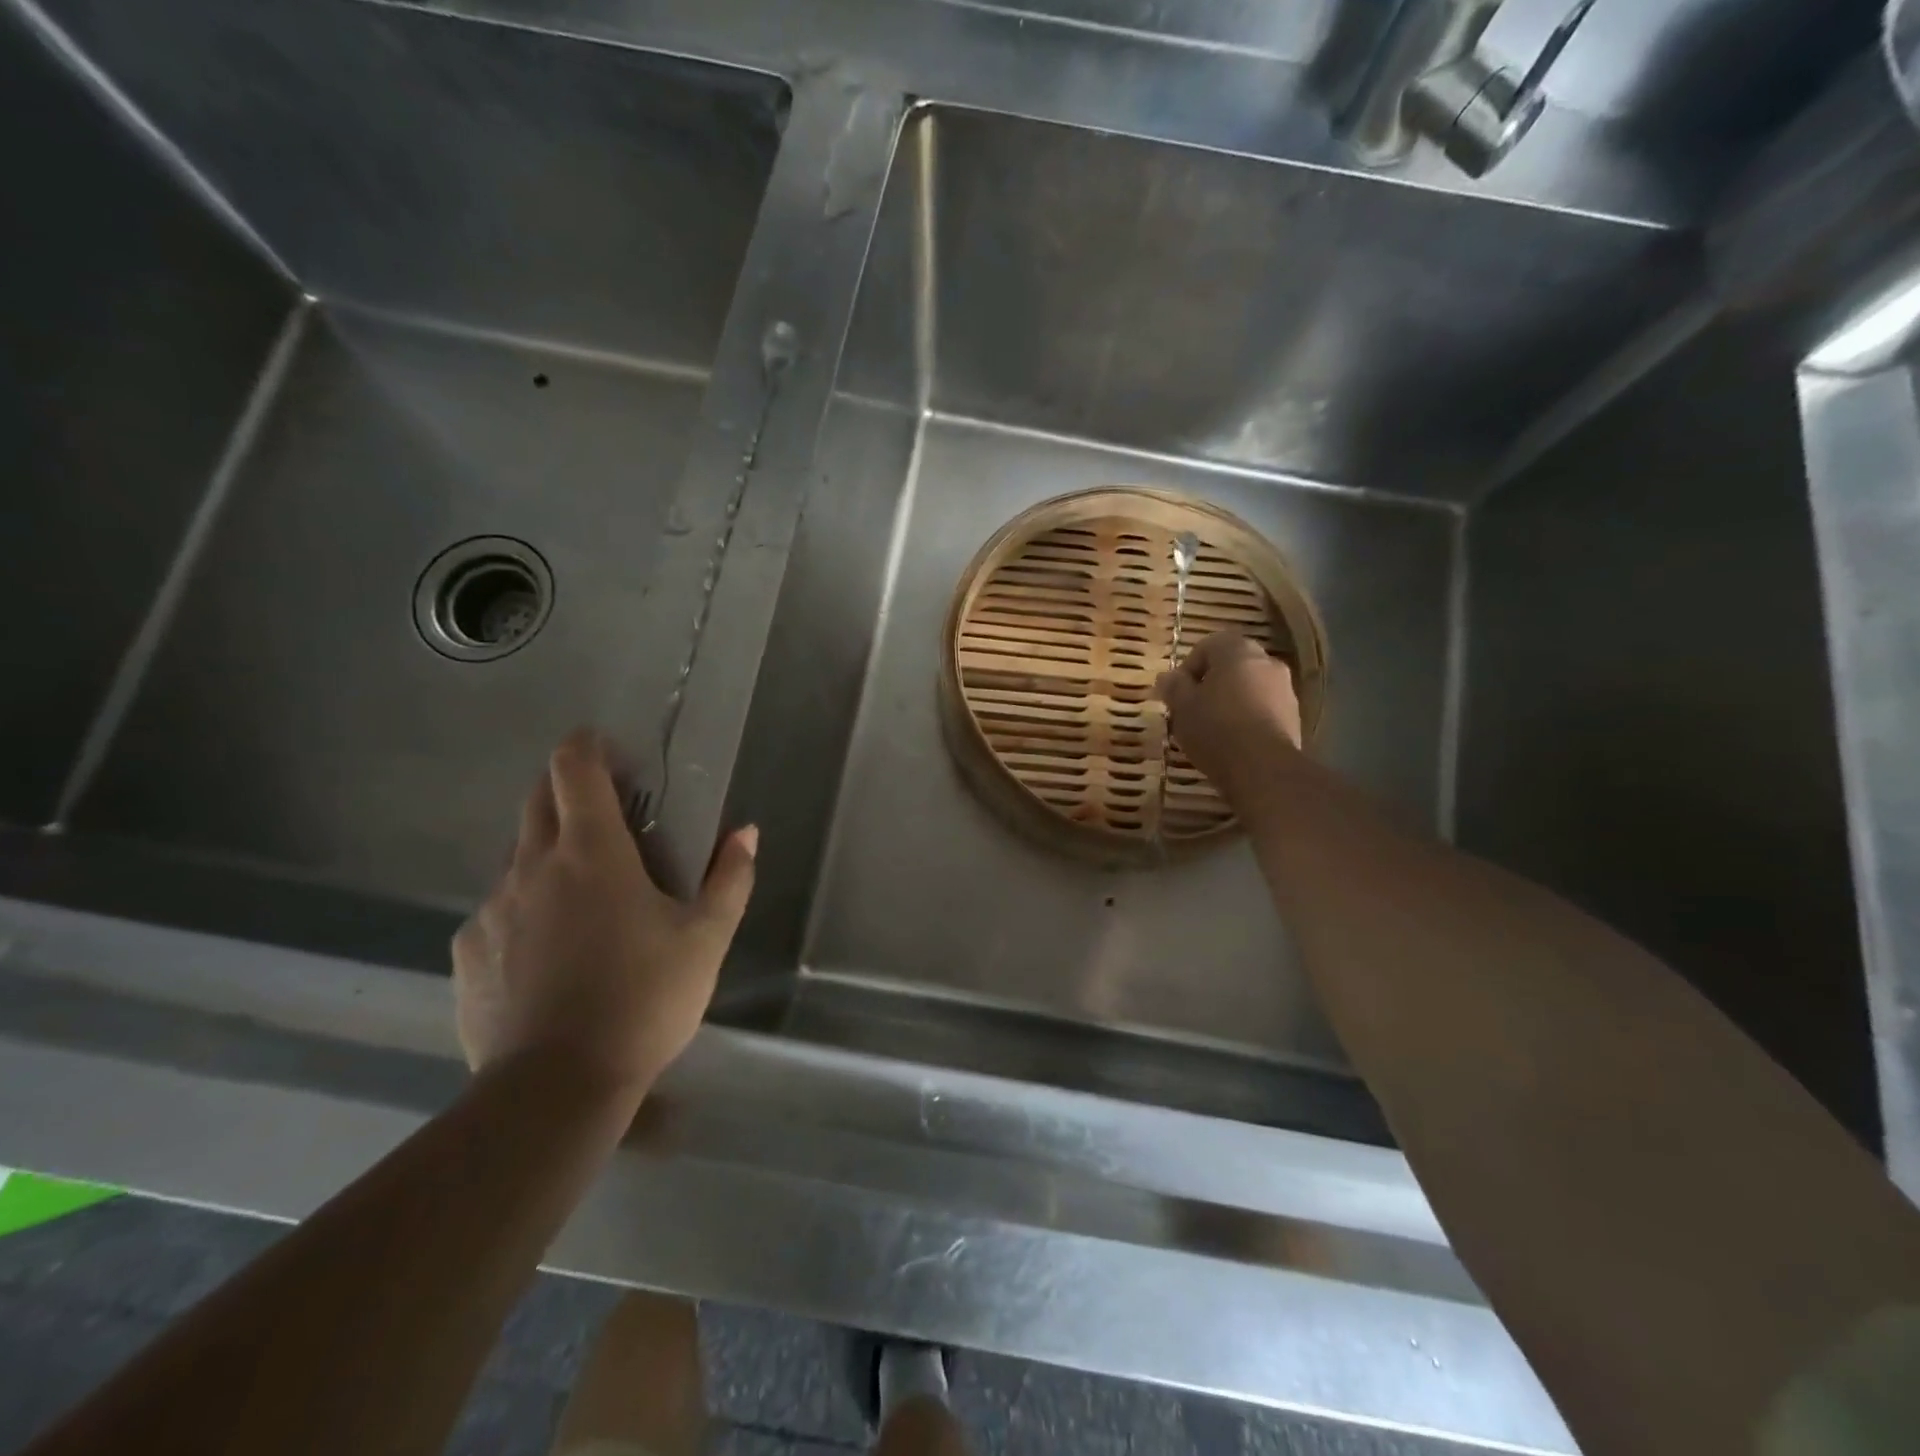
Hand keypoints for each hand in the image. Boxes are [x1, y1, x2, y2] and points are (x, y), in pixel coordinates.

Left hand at [452, 729, 756, 1104]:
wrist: (555, 1088)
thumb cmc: (644, 999)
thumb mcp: (707, 939)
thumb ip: (730, 879)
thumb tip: (745, 833)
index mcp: (592, 852)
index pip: (575, 768)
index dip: (587, 746)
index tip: (607, 747)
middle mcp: (532, 866)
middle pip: (538, 799)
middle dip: (567, 788)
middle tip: (606, 813)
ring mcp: (492, 908)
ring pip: (518, 858)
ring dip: (550, 855)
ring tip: (585, 899)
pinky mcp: (467, 951)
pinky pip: (499, 911)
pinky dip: (526, 910)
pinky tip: (550, 956)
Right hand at [1154, 632, 1302, 798]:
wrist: (1263, 768)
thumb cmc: (1216, 729)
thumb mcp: (1182, 707)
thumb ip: (1173, 687)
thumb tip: (1168, 677)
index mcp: (1238, 651)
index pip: (1208, 645)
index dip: (1188, 668)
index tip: (1177, 694)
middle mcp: (1267, 662)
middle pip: (1231, 665)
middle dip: (1210, 684)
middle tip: (1193, 709)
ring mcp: (1286, 689)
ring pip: (1249, 687)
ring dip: (1230, 700)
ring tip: (1212, 729)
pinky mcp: (1294, 717)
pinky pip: (1263, 708)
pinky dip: (1247, 718)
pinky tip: (1234, 742)